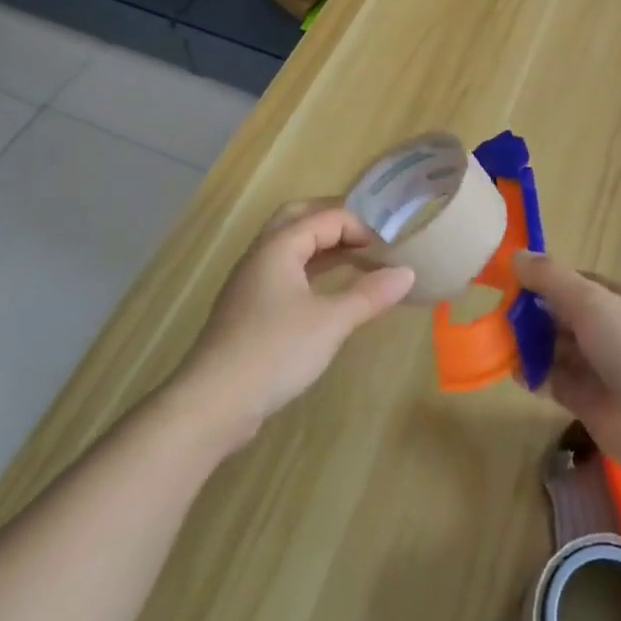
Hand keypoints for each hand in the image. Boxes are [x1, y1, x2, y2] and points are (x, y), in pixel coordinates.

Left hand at [177, 201, 414, 447]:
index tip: (390, 250)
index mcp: (279, 246)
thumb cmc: (275, 351)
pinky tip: (330, 292)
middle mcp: (262, 254)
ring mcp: (252, 282)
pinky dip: (312, 271)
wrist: (213, 403)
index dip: (362, 227)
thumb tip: (407, 273)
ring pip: (291, 247)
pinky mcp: (250, 309)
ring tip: (359, 260)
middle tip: (369, 237)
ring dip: (324, 247)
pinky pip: (286, 273)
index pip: (327, 217)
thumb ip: (370, 294)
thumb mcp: (331, 321)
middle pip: (300, 219)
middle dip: (336, 222)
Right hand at [513, 253, 620, 468]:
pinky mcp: (585, 400)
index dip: (545, 279)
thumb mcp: (590, 301)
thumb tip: (515, 255)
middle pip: (561, 315)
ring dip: (528, 344)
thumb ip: (551, 278)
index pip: (576, 282)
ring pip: (555, 348)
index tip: (511, 280)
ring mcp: (597, 367)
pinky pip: (552, 380)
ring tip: (499, 342)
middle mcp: (608, 331)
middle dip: (532, 313)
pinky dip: (532, 375)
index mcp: (618, 301)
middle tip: (499, 314)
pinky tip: (513, 372)